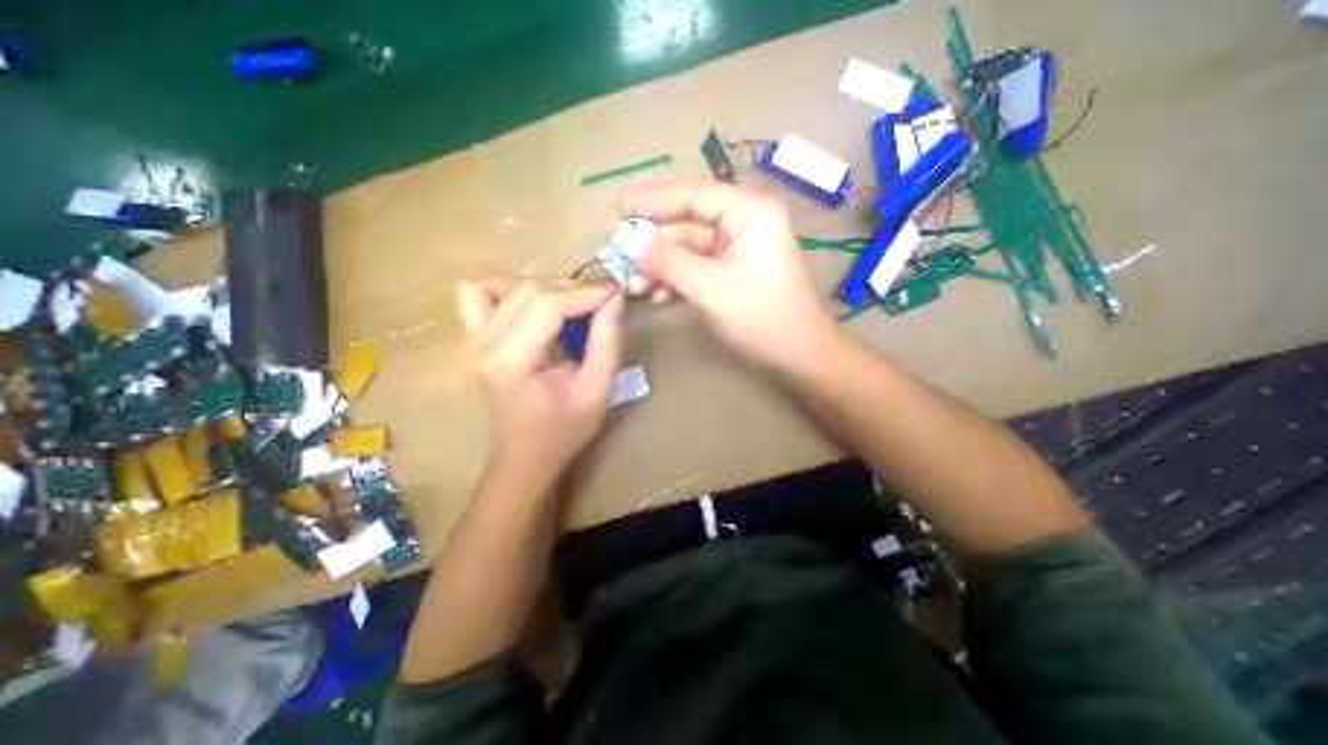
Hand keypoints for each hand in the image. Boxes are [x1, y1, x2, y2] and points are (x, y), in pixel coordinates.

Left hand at [459, 276, 623, 481]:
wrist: (526, 455)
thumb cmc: (564, 430)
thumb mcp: (597, 390)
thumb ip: (607, 342)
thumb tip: (614, 298)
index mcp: (512, 360)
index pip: (548, 305)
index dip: (586, 293)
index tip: (616, 293)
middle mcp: (484, 342)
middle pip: (529, 290)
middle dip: (572, 290)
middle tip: (600, 306)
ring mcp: (473, 338)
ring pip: (507, 285)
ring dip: (546, 289)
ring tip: (570, 309)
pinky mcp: (474, 338)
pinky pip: (479, 293)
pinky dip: (507, 290)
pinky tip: (531, 307)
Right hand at [613, 177, 837, 374]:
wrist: (797, 356)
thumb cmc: (763, 319)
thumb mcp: (711, 289)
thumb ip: (669, 262)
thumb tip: (630, 242)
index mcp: (750, 212)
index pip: (694, 194)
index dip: (653, 200)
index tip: (618, 209)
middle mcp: (744, 222)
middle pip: (688, 223)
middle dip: (653, 243)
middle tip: (618, 254)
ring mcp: (738, 248)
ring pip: (689, 249)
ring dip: (661, 267)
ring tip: (633, 286)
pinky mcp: (732, 271)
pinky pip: (697, 267)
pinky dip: (676, 280)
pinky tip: (657, 296)